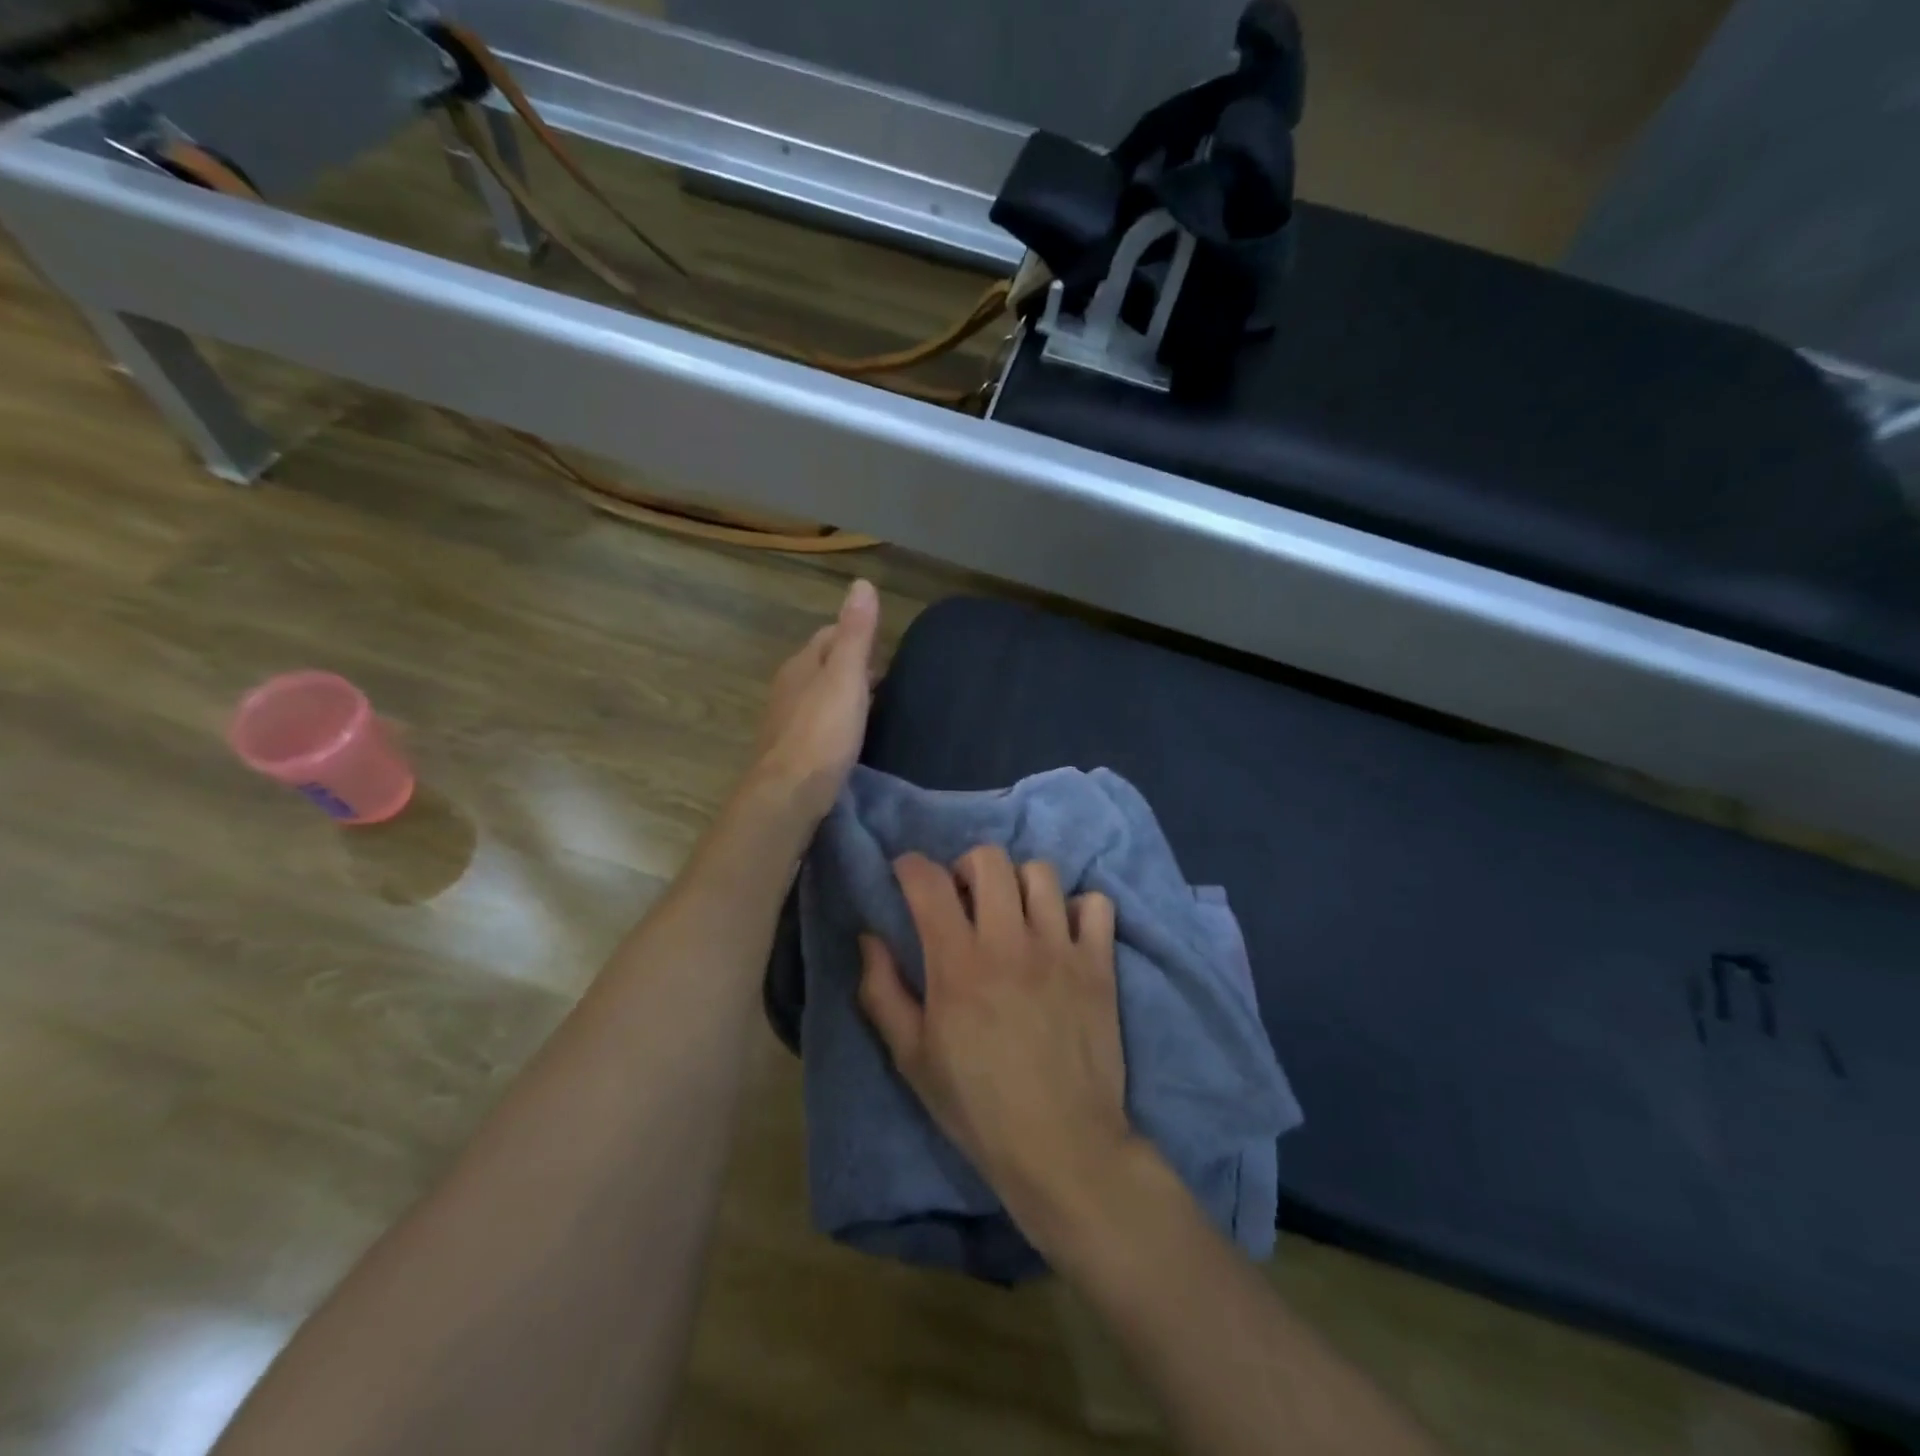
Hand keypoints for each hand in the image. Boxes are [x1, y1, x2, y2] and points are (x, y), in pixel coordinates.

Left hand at [749, 579, 878, 825]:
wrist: (788, 793)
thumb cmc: (822, 732)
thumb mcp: (846, 677)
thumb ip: (856, 634)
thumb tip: (861, 583)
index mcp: (801, 664)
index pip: (829, 634)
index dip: (855, 635)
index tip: (883, 647)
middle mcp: (788, 686)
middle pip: (821, 663)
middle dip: (849, 664)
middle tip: (883, 676)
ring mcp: (785, 718)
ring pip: (817, 693)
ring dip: (841, 692)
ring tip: (871, 704)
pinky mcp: (789, 748)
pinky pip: (815, 721)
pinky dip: (833, 718)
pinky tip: (848, 733)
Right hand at [858, 846, 1133, 1249]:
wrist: (1061, 1146)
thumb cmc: (976, 1106)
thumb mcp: (911, 1057)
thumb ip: (882, 991)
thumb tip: (869, 937)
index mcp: (958, 963)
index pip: (928, 882)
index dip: (910, 866)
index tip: (906, 875)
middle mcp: (1009, 942)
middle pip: (988, 859)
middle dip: (966, 866)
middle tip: (963, 899)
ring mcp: (1060, 948)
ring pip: (1040, 872)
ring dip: (1019, 883)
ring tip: (1013, 914)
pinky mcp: (1099, 964)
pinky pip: (1095, 904)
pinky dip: (1077, 908)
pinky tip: (1063, 933)